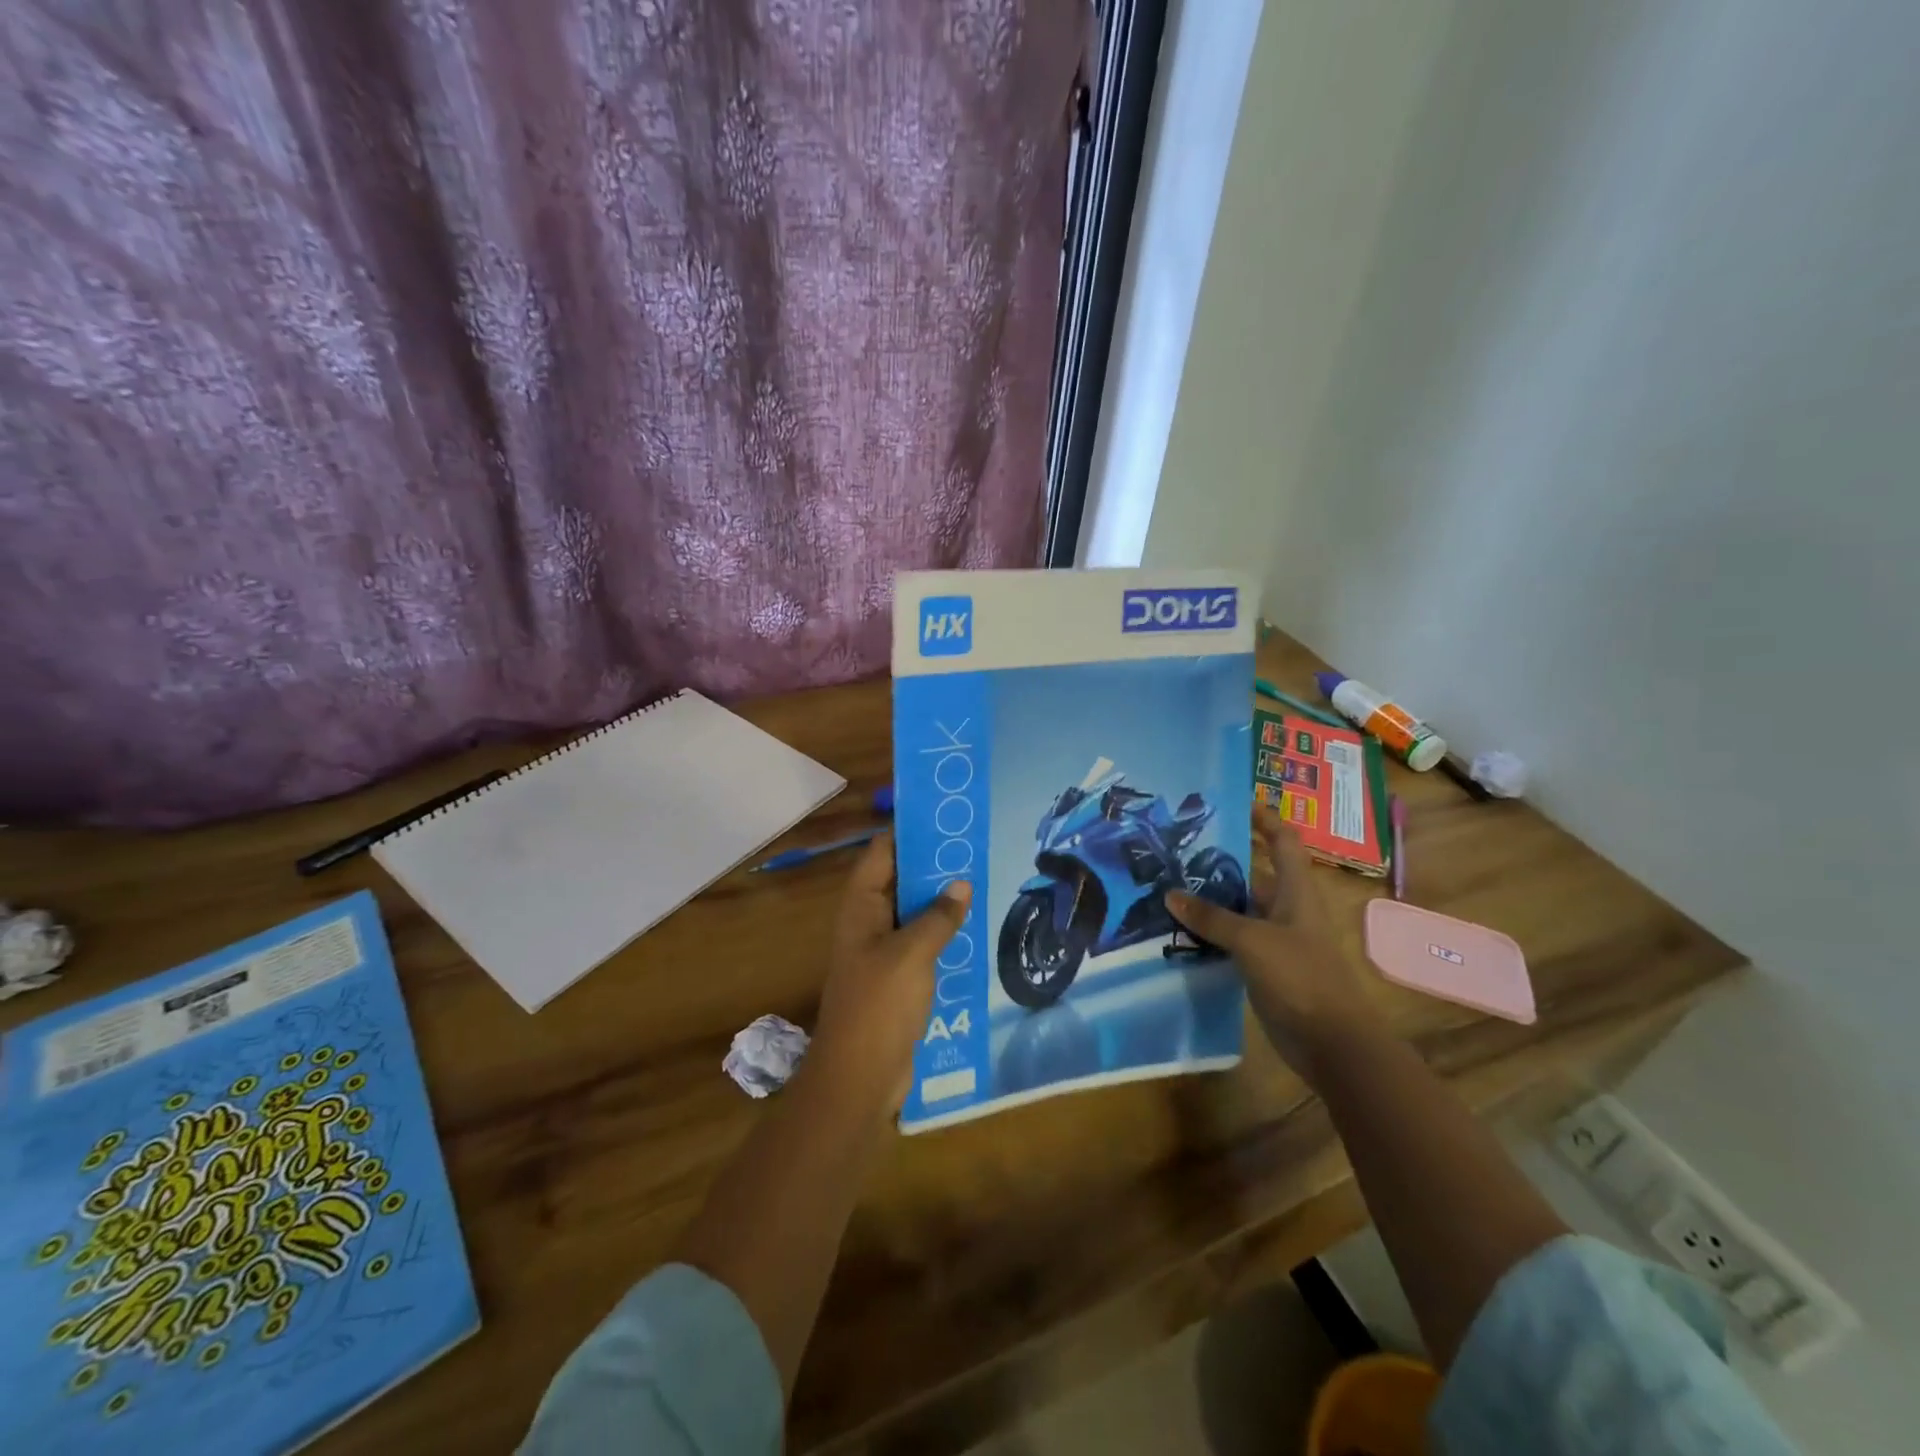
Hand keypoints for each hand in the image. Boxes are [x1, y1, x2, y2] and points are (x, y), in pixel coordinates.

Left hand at [809, 833, 971, 1113]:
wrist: (859, 1077)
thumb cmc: (879, 1005)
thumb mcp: (912, 953)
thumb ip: (938, 916)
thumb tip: (961, 883)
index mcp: (862, 906)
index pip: (882, 852)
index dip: (909, 831)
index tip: (945, 816)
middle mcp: (868, 921)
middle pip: (900, 879)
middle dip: (933, 864)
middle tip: (975, 847)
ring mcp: (882, 951)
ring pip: (913, 913)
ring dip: (941, 900)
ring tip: (981, 880)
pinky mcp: (897, 978)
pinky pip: (922, 943)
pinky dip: (944, 933)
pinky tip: (974, 929)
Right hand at [1167, 805, 1383, 1077]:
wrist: (1332, 1042)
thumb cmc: (1300, 977)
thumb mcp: (1252, 941)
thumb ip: (1211, 917)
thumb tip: (1170, 894)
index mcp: (1295, 891)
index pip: (1283, 840)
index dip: (1263, 818)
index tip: (1233, 801)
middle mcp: (1286, 908)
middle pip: (1253, 872)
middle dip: (1219, 859)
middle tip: (1177, 848)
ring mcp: (1275, 939)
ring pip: (1238, 908)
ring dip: (1208, 899)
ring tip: (1165, 884)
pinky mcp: (1263, 966)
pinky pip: (1231, 939)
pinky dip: (1208, 933)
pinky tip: (1177, 930)